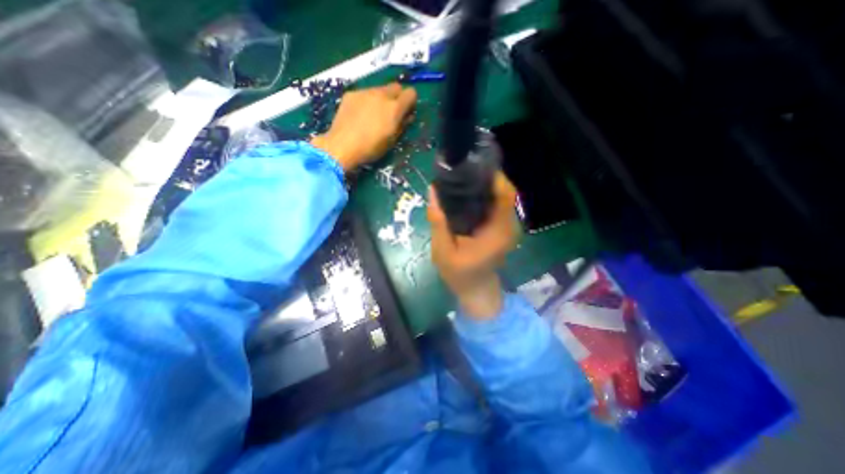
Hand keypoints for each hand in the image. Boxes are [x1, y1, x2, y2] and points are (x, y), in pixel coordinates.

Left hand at [310, 84, 414, 171]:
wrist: (342, 146)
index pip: (411, 93)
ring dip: (381, 99)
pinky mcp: (351, 94)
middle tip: (391, 112)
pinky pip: (364, 93)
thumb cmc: (371, 148)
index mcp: (394, 108)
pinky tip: (359, 115)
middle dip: (397, 97)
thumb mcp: (392, 140)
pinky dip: (366, 101)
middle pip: (396, 87)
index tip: (406, 112)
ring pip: (379, 90)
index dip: (411, 102)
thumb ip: (402, 125)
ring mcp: (365, 92)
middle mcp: (381, 95)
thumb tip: (407, 116)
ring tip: (373, 115)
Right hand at [430, 172, 522, 319]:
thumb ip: (438, 222)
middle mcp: (508, 226)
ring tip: (463, 179)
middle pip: (504, 192)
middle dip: (486, 177)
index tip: (474, 166)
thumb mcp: (443, 251)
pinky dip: (485, 195)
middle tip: (462, 171)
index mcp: (497, 232)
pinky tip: (468, 194)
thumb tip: (433, 191)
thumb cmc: (460, 275)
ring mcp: (508, 227)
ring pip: (501, 196)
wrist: (477, 291)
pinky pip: (498, 204)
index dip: (494, 177)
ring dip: (485, 185)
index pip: (505, 195)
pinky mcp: (503, 227)